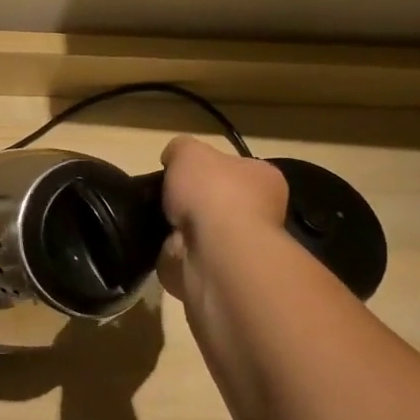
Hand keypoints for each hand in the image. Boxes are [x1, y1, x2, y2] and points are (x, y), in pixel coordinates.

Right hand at [157, 136, 288, 298]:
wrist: (213, 251)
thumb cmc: (212, 193)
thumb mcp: (188, 152)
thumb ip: (180, 148)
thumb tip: (172, 159)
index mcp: (263, 178)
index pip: (236, 168)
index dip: (208, 168)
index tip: (181, 172)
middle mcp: (260, 211)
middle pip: (218, 200)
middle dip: (192, 200)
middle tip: (164, 196)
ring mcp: (239, 244)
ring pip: (202, 229)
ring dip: (180, 227)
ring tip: (156, 218)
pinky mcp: (217, 270)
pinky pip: (189, 253)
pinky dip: (173, 249)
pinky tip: (160, 241)